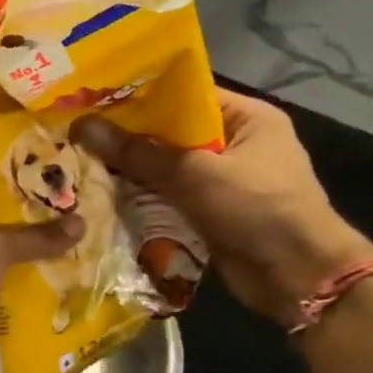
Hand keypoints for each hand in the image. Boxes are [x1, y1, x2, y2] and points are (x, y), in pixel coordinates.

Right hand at [71, 89, 372, 328]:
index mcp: (246, 118)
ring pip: (162, 169)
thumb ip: (137, 152)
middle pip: (168, 134)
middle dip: (125, 139)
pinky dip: (139, 199)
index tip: (92, 102)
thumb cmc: (256, 209)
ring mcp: (221, 180)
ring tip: (78, 165)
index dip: (138, 98)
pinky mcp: (208, 211)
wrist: (297, 276)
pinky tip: (101, 197)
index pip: (184, 97)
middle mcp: (234, 144)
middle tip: (75, 136)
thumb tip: (82, 125)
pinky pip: (166, 197)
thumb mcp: (193, 174)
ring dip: (127, 173)